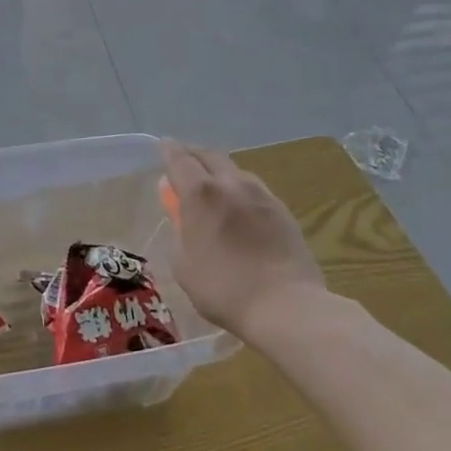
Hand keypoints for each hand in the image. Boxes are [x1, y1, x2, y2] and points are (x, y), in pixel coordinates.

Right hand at [161, 140, 327, 341]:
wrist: (286, 306)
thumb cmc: (223, 288)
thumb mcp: (183, 264)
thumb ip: (179, 232)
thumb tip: (181, 215)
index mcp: (200, 194)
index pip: (180, 160)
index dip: (169, 150)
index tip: (164, 144)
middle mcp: (230, 184)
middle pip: (210, 156)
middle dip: (194, 154)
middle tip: (185, 162)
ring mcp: (261, 196)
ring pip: (235, 170)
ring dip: (220, 171)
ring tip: (213, 185)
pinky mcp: (283, 211)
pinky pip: (255, 189)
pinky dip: (240, 189)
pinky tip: (240, 206)